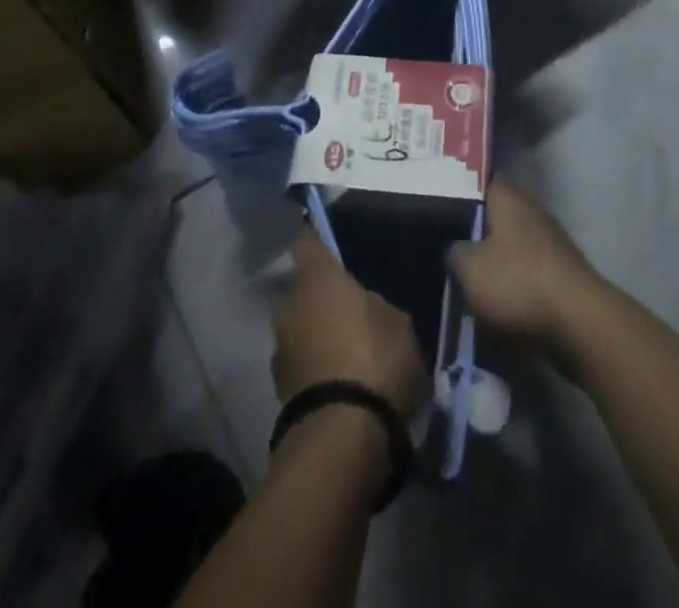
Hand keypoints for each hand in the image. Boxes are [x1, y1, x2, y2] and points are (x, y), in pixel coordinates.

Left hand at [272, 231, 427, 416]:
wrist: (342, 438)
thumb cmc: (375, 361)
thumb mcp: (398, 323)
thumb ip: (377, 305)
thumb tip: (367, 306)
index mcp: (317, 278)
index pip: (307, 241)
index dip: (317, 240)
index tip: (329, 244)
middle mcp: (289, 303)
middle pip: (302, 289)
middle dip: (321, 297)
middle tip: (350, 310)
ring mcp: (279, 347)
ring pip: (299, 327)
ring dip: (316, 334)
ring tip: (346, 353)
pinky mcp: (279, 388)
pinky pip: (301, 363)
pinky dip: (315, 367)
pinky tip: (339, 383)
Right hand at [449, 178, 605, 351]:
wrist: (581, 325)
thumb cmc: (519, 284)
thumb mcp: (469, 269)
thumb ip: (454, 252)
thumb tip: (453, 247)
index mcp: (508, 197)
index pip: (478, 178)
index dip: (457, 186)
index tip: (435, 199)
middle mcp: (531, 211)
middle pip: (494, 212)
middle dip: (472, 227)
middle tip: (442, 239)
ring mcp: (550, 242)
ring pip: (510, 243)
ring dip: (491, 258)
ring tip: (463, 273)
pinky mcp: (560, 274)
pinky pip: (525, 271)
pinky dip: (510, 282)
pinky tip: (492, 298)